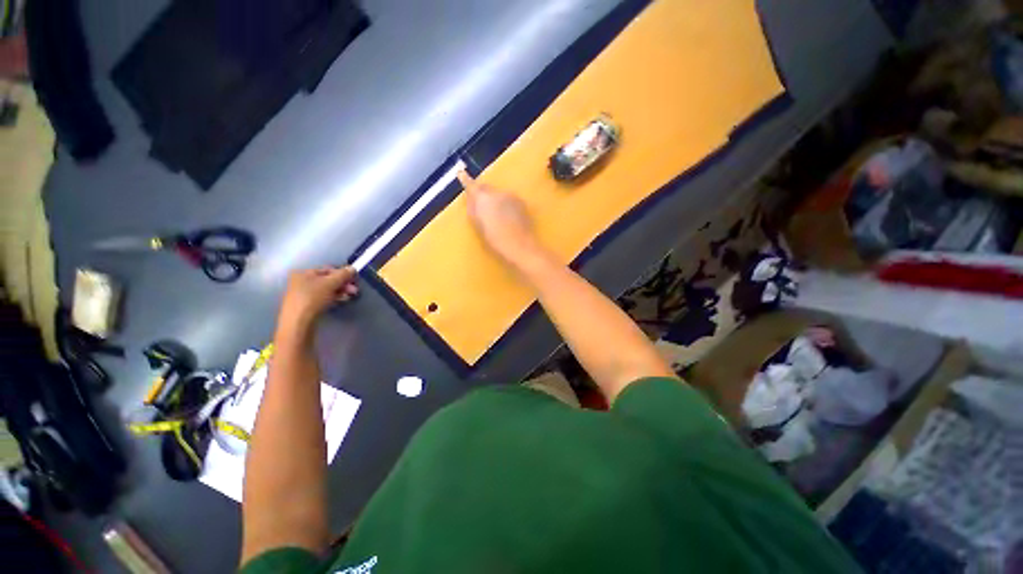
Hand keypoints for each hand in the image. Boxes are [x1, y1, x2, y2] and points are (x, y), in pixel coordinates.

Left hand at [277, 266, 357, 332]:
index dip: (342, 273)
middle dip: (342, 284)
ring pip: (326, 290)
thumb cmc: (313, 298)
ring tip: (349, 296)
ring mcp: (302, 294)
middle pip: (327, 280)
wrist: (299, 322)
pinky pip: (323, 298)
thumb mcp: (331, 283)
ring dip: (340, 291)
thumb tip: (352, 268)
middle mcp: (301, 281)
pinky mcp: (306, 306)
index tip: (354, 280)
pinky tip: (341, 301)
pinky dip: (333, 298)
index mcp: (303, 273)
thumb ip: (343, 274)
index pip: (328, 270)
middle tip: (354, 290)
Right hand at [458, 171, 542, 266]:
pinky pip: (509, 200)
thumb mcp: (479, 226)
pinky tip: (507, 218)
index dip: (466, 179)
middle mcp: (498, 193)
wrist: (520, 245)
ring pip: (499, 194)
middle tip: (480, 205)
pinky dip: (506, 204)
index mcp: (484, 199)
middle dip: (482, 193)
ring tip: (496, 216)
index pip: (472, 185)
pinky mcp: (522, 202)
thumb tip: (471, 199)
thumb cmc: (496, 239)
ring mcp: (511, 196)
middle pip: (487, 188)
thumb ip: (473, 210)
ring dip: (495, 200)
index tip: (461, 173)